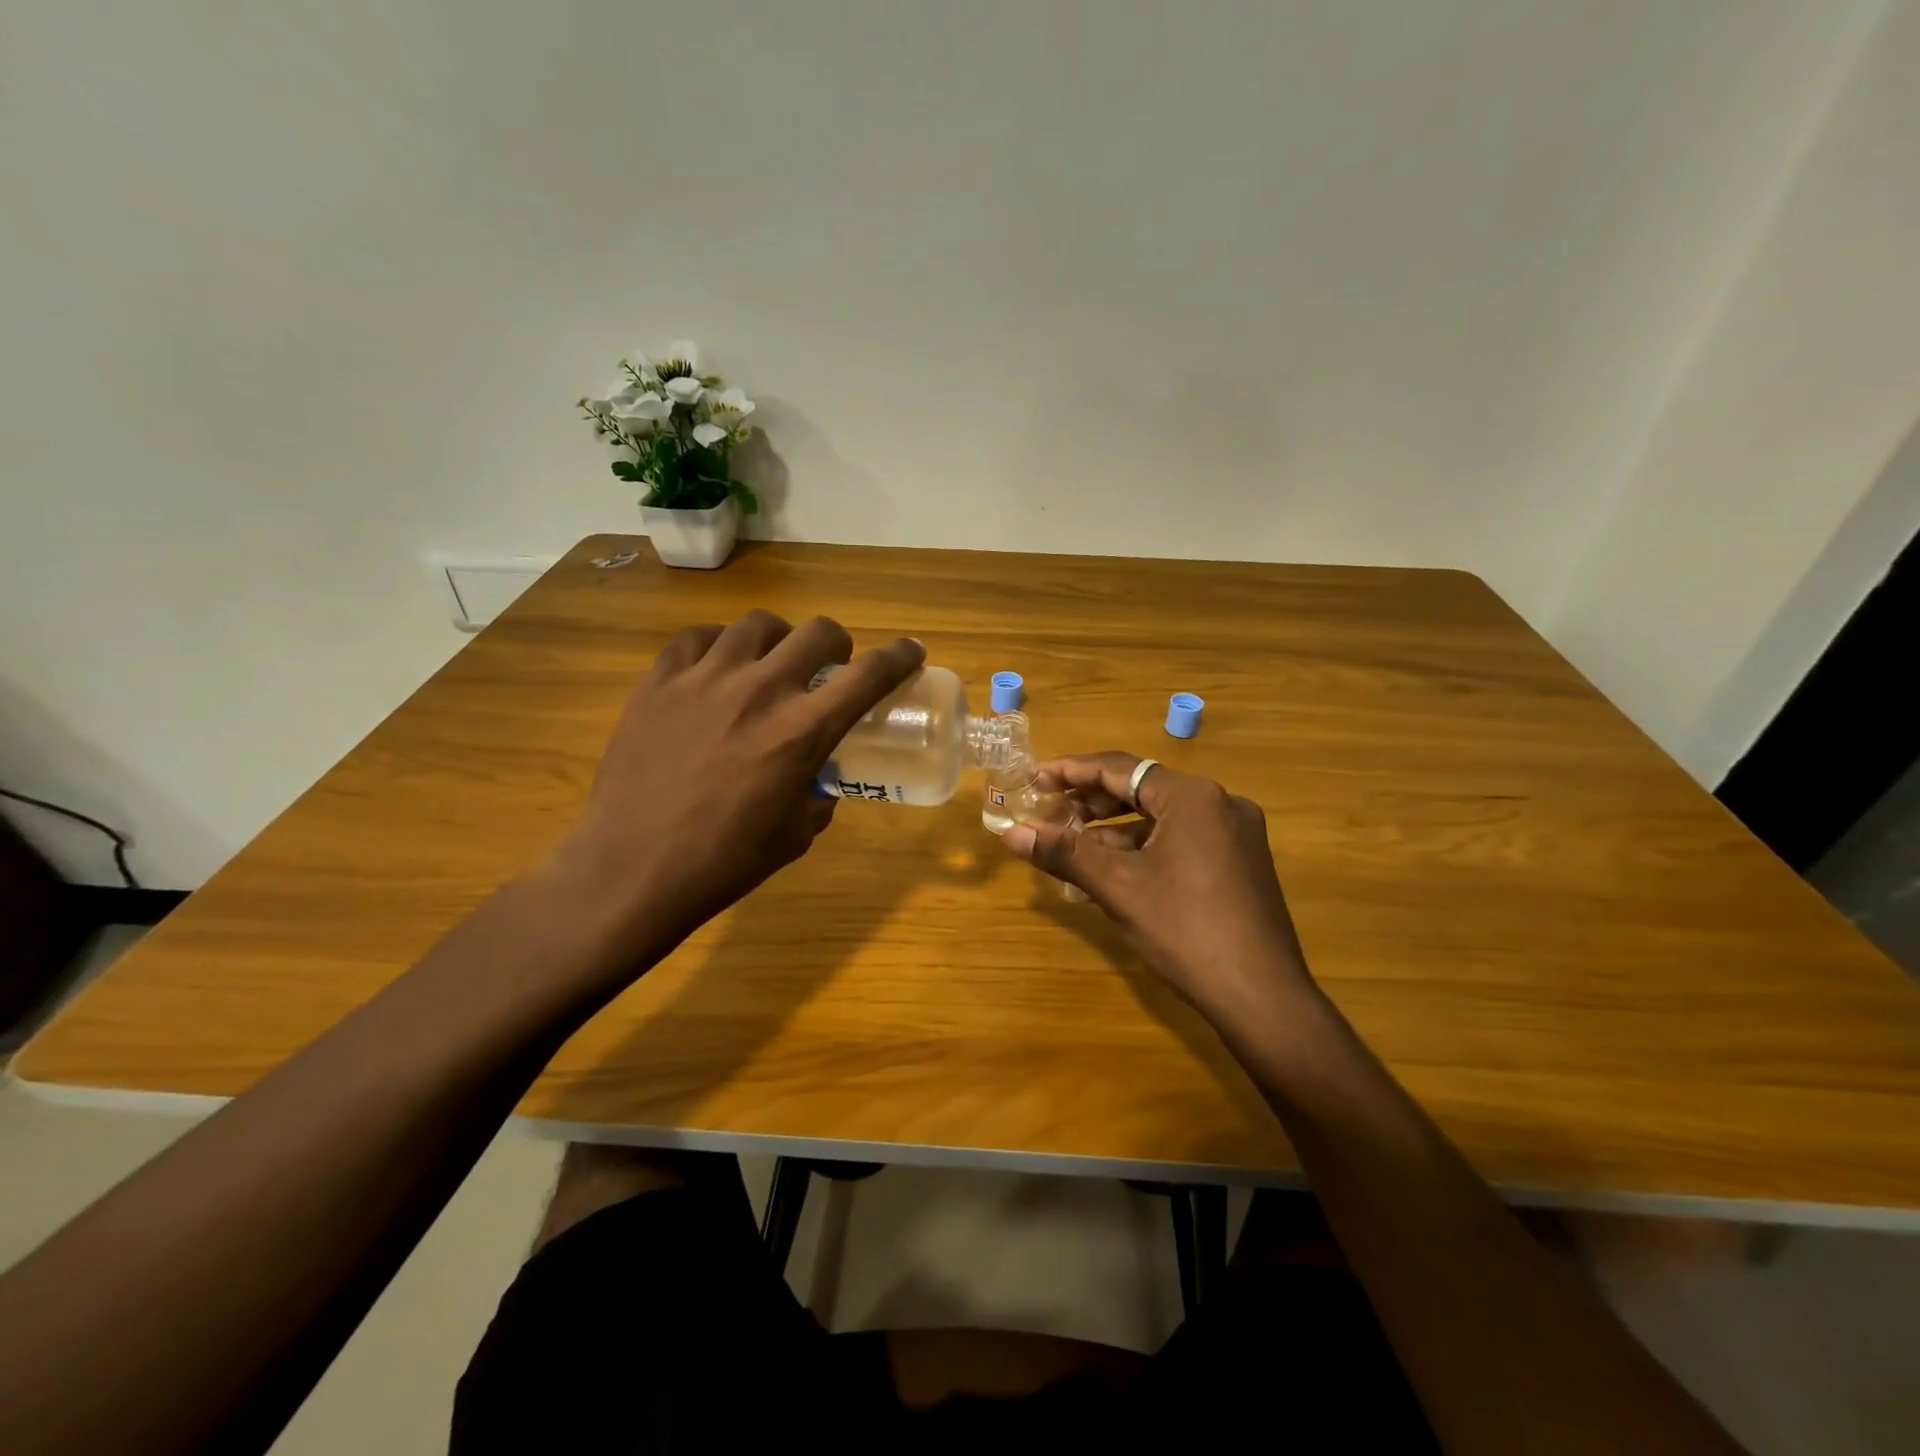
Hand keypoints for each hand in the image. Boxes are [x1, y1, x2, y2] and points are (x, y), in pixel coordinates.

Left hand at [547, 611, 923, 967]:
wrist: (631, 871)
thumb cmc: (723, 863)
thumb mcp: (795, 835)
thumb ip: (817, 797)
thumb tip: (818, 782)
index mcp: (801, 732)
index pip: (868, 675)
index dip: (899, 657)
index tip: (911, 651)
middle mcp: (759, 691)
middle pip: (817, 632)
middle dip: (837, 643)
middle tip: (830, 665)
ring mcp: (704, 679)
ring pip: (757, 624)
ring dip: (778, 640)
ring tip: (769, 663)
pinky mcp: (658, 682)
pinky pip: (696, 638)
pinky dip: (718, 646)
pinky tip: (715, 668)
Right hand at [1004, 753, 1317, 1027]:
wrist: (1263, 998)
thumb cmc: (1185, 931)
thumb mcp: (1118, 888)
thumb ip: (1064, 853)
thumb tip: (1012, 834)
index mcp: (1193, 797)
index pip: (1120, 768)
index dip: (1071, 771)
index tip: (1034, 778)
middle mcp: (1220, 804)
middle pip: (1141, 790)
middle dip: (1091, 803)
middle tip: (1049, 817)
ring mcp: (1235, 835)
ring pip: (1161, 819)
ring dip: (1113, 831)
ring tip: (1071, 848)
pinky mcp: (1240, 863)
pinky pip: (1181, 841)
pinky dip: (1143, 850)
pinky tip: (1111, 873)